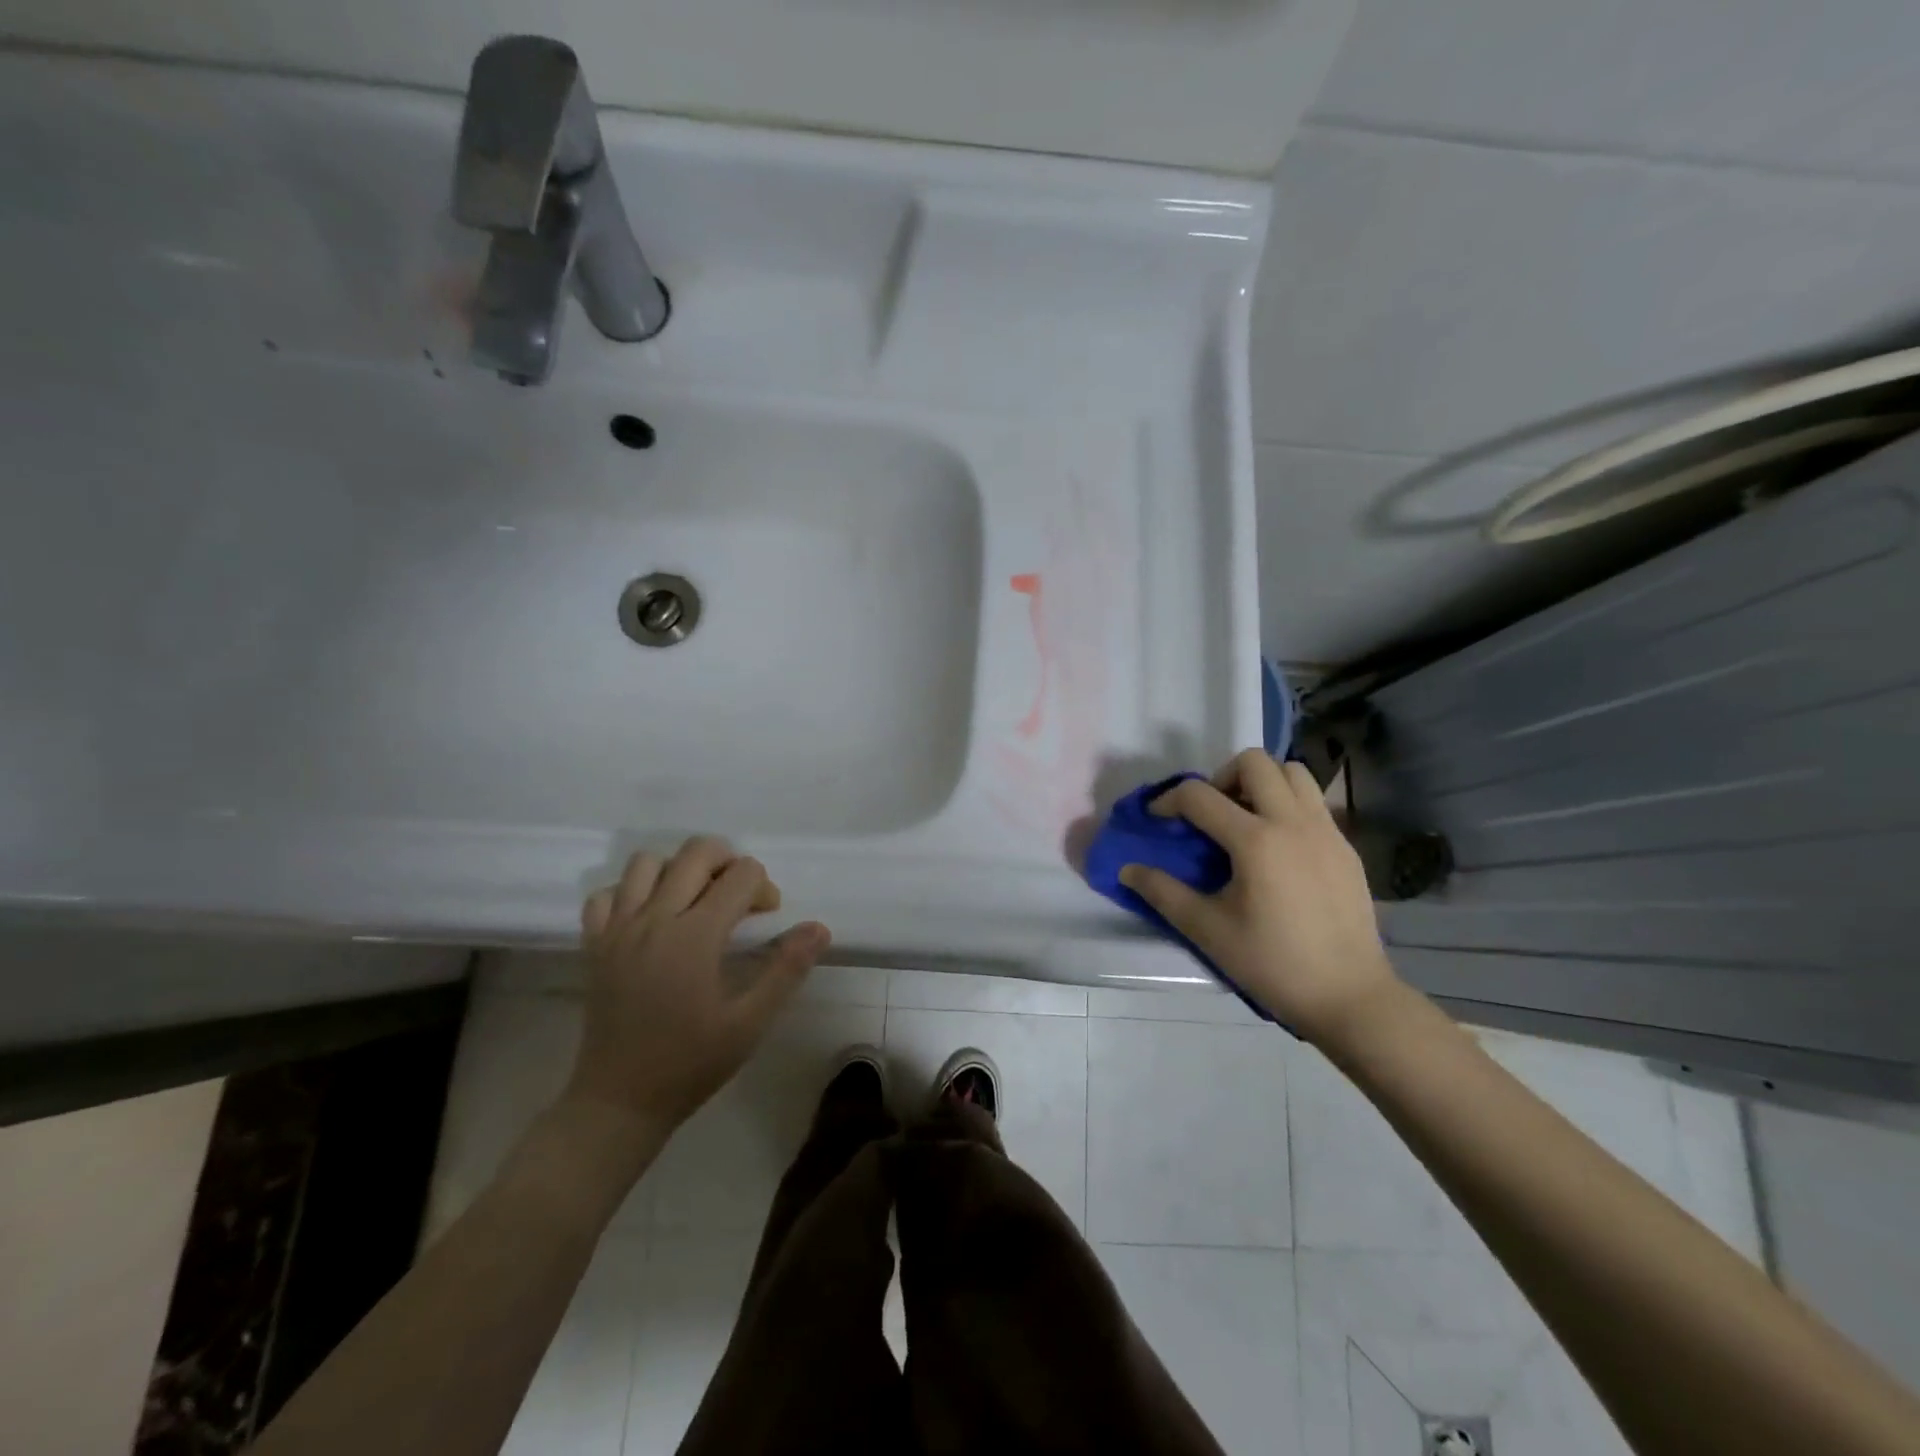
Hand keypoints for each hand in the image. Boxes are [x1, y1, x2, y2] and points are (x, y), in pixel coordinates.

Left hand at [565, 837, 831, 1135]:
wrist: (620, 1101)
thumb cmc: (691, 1063)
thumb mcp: (750, 1022)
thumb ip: (786, 969)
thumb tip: (819, 928)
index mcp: (696, 936)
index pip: (741, 875)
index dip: (763, 888)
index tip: (767, 917)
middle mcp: (654, 919)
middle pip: (696, 852)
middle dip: (728, 861)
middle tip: (739, 896)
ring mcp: (618, 929)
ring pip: (647, 862)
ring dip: (679, 869)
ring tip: (695, 900)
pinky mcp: (595, 944)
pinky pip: (607, 893)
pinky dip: (631, 892)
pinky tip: (650, 918)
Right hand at [1119, 750, 1399, 1043]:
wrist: (1349, 996)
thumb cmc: (1273, 964)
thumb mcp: (1208, 930)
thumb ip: (1163, 892)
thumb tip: (1128, 869)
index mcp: (1256, 841)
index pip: (1199, 795)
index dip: (1168, 800)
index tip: (1157, 819)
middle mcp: (1293, 822)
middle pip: (1254, 762)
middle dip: (1221, 777)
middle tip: (1210, 813)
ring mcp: (1326, 830)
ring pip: (1292, 771)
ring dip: (1261, 782)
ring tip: (1245, 818)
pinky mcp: (1346, 846)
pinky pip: (1313, 801)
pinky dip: (1288, 804)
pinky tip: (1277, 846)